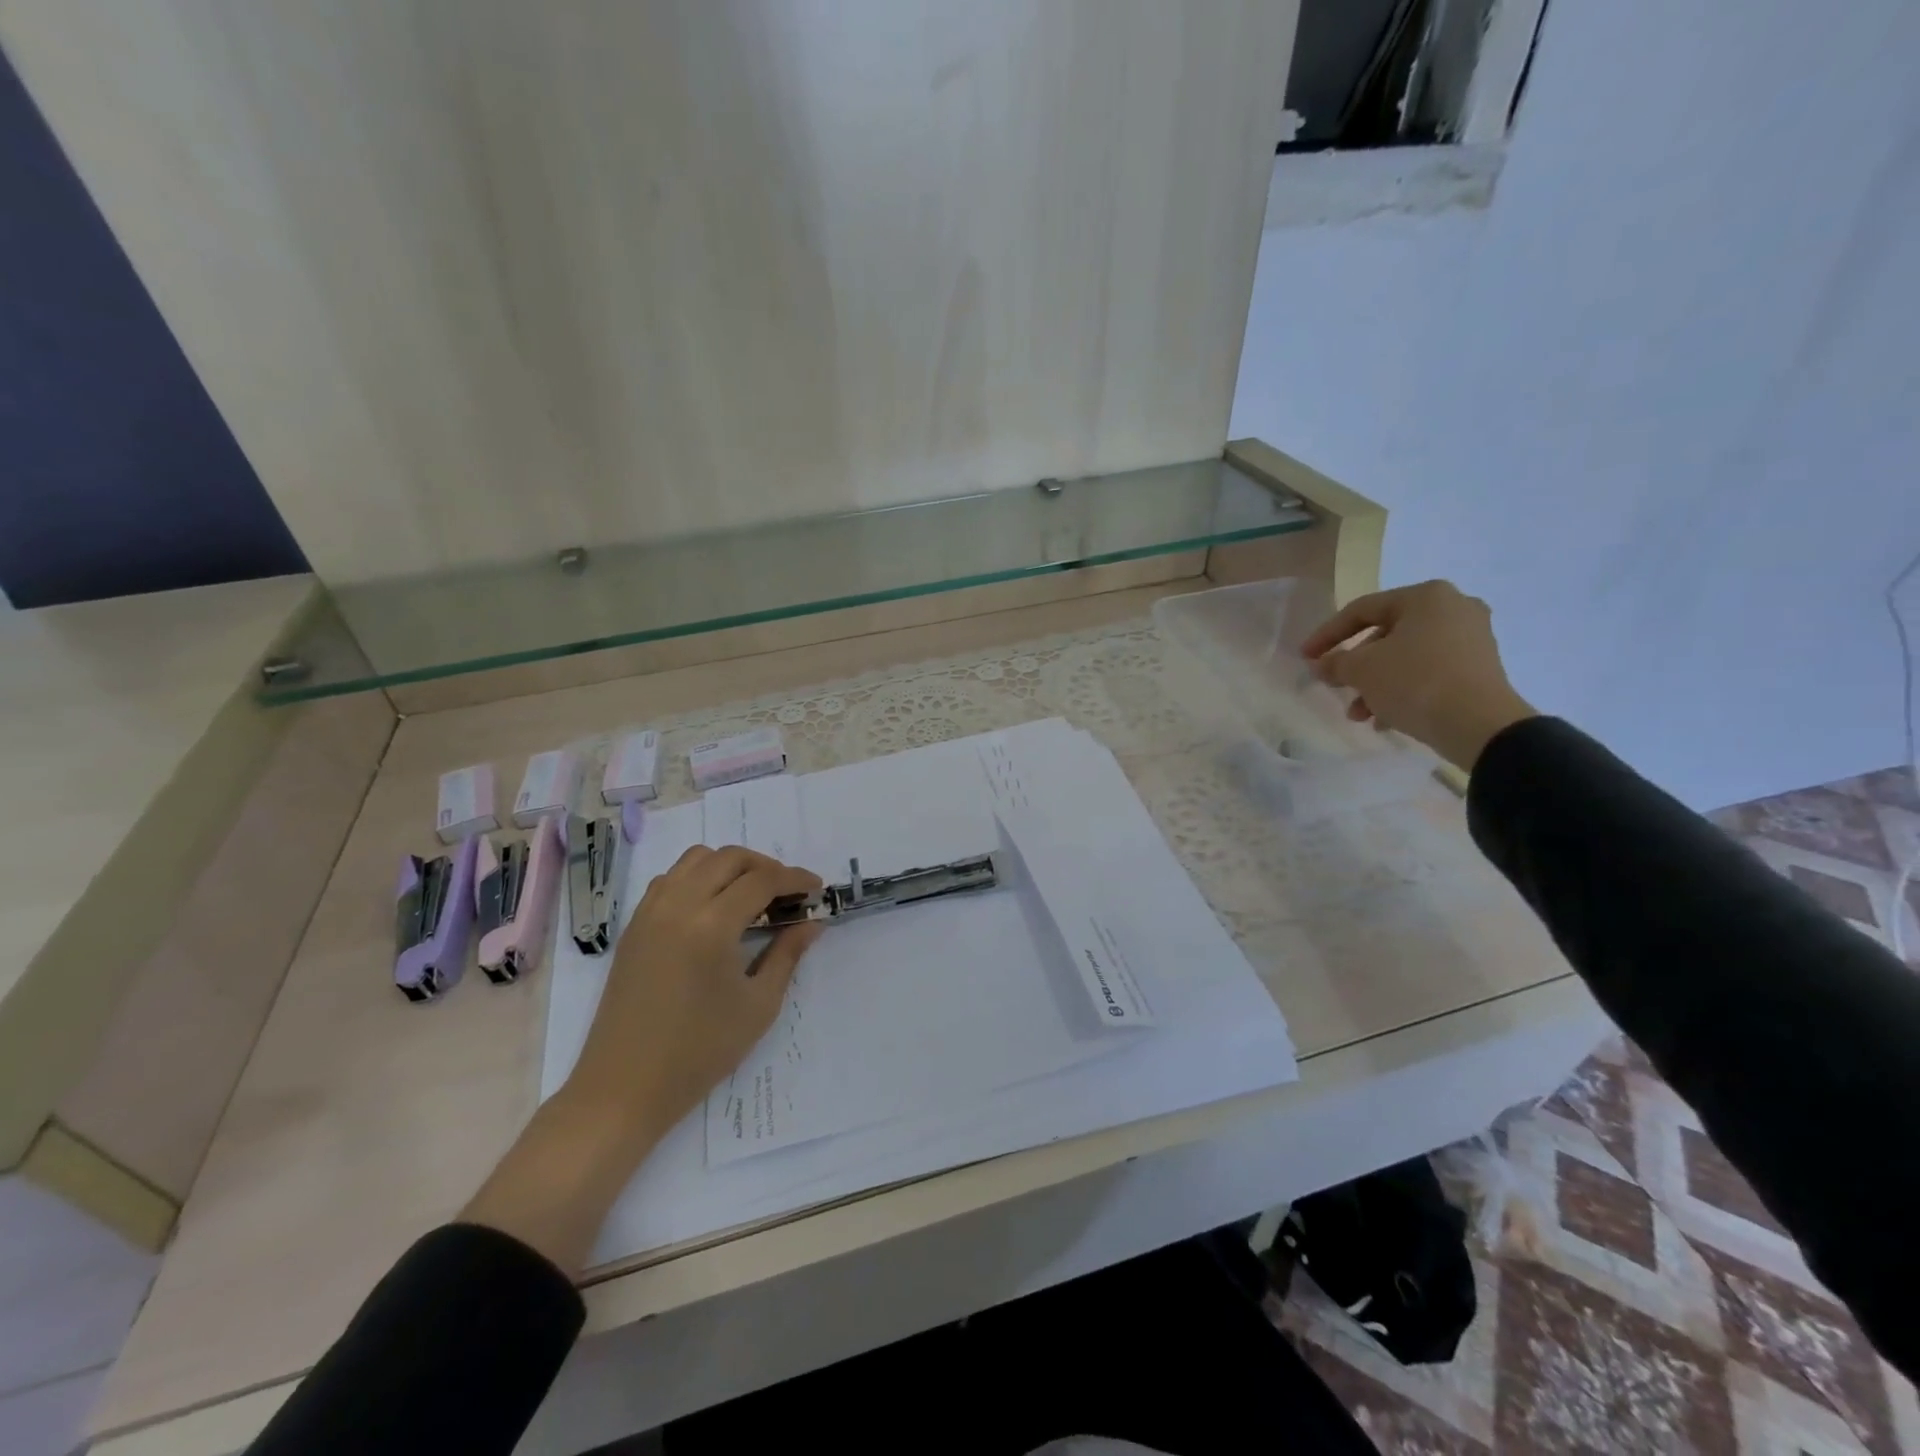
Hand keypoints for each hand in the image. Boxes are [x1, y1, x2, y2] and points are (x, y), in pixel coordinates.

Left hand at [568, 845, 824, 1139]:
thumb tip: (812, 922)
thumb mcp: (758, 1005)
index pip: (762, 880)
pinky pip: (670, 879)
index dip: (795, 878)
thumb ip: (787, 954)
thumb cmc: (699, 1052)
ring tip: (751, 894)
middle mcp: (678, 906)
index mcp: (712, 925)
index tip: (817, 888)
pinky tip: (713, 907)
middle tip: (787, 892)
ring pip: (696, 859)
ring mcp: (650, 912)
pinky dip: (698, 877)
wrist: (624, 1088)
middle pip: (729, 858)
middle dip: (765, 865)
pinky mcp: (634, 926)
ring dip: (730, 866)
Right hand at [1301, 580, 1536, 770]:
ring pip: (1406, 658)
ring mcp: (1471, 638)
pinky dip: (1402, 691)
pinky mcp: (1479, 668)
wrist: (1480, 725)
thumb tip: (1321, 664)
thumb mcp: (1362, 670)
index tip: (1305, 657)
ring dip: (1376, 684)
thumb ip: (1335, 662)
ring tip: (1359, 714)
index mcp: (1425, 596)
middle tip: (1335, 686)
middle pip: (1385, 635)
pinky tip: (1385, 719)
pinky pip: (1428, 673)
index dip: (1327, 634)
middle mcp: (1453, 609)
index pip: (1361, 610)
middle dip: (1356, 666)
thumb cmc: (1415, 682)